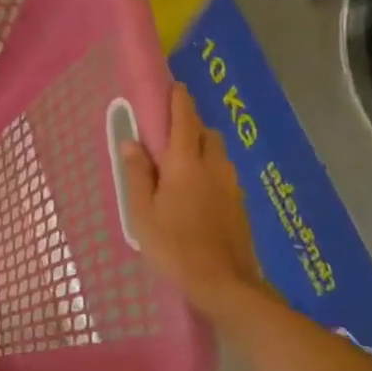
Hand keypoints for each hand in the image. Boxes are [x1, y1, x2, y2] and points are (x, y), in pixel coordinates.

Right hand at [117, 83, 267, 317]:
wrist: (224, 285)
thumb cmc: (173, 245)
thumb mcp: (142, 211)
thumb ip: (137, 174)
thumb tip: (131, 142)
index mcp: (185, 164)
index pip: (184, 121)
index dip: (179, 101)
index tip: (175, 86)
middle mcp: (213, 168)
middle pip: (207, 134)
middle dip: (192, 125)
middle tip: (171, 131)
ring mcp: (231, 188)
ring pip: (219, 155)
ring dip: (203, 148)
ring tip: (182, 163)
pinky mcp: (240, 207)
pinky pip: (224, 175)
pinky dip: (211, 170)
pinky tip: (198, 191)